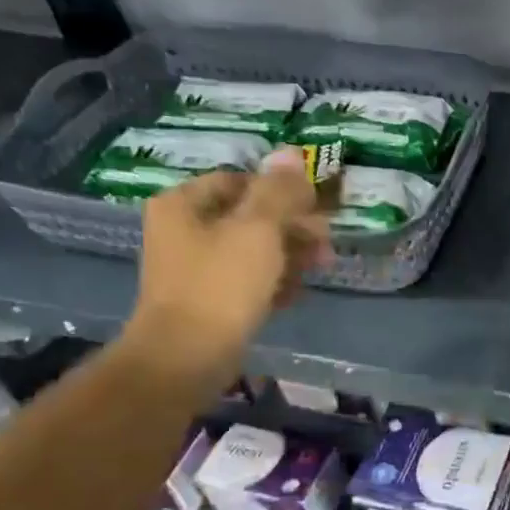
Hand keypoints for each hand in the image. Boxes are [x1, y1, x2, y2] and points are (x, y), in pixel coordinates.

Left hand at [123, 151, 329, 389]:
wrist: (187, 357)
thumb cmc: (221, 285)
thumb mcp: (257, 230)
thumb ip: (278, 191)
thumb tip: (290, 153)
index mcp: (184, 204)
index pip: (240, 181)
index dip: (281, 191)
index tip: (316, 209)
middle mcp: (183, 230)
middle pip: (248, 217)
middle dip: (292, 228)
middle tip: (326, 244)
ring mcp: (193, 268)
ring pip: (251, 250)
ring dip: (289, 256)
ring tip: (319, 269)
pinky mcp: (207, 301)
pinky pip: (246, 281)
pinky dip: (272, 283)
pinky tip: (295, 295)